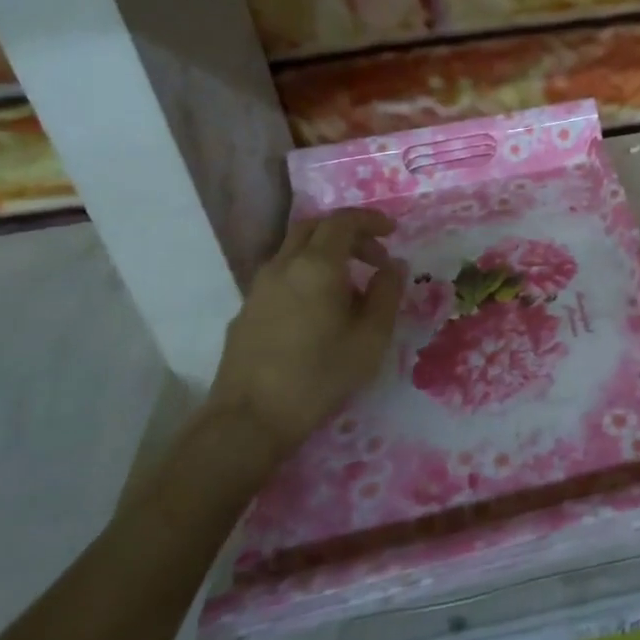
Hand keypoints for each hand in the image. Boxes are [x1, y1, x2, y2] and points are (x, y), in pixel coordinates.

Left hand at [210, 208, 404, 457]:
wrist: (249, 418)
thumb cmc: (319, 375)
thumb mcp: (371, 338)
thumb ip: (387, 294)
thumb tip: (393, 266)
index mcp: (317, 265)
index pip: (343, 221)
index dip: (370, 220)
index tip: (392, 232)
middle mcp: (284, 265)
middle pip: (314, 227)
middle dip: (348, 233)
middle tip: (374, 256)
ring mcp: (259, 287)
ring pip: (294, 250)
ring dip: (325, 254)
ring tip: (350, 286)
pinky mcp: (247, 309)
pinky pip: (282, 275)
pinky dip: (306, 274)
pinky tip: (319, 310)